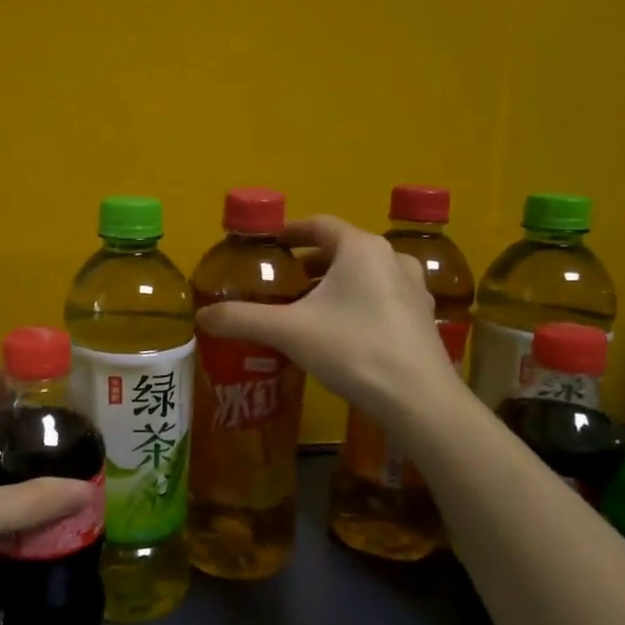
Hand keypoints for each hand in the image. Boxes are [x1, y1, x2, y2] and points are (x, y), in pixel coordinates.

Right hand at [195, 215, 461, 428]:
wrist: (418, 400)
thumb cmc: (353, 350)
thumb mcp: (288, 332)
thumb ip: (242, 319)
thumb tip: (202, 316)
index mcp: (361, 248)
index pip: (319, 224)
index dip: (289, 231)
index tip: (268, 245)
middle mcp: (392, 258)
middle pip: (342, 250)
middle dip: (309, 263)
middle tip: (280, 282)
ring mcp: (413, 288)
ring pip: (364, 275)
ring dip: (334, 283)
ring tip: (306, 307)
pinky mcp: (422, 318)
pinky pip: (382, 298)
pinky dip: (357, 303)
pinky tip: (341, 331)